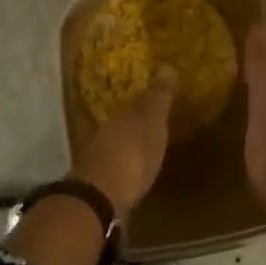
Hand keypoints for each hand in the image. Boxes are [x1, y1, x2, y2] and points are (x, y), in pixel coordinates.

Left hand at [70, 69, 176, 216]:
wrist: (101, 198)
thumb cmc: (133, 153)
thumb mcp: (151, 121)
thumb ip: (158, 97)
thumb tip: (166, 66)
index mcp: (121, 115)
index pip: (136, 102)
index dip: (148, 101)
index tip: (159, 100)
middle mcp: (107, 133)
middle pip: (124, 124)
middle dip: (137, 124)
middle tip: (153, 124)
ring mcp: (100, 159)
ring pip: (117, 145)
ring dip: (129, 146)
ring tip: (146, 150)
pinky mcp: (100, 186)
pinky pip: (116, 168)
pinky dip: (125, 167)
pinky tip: (135, 174)